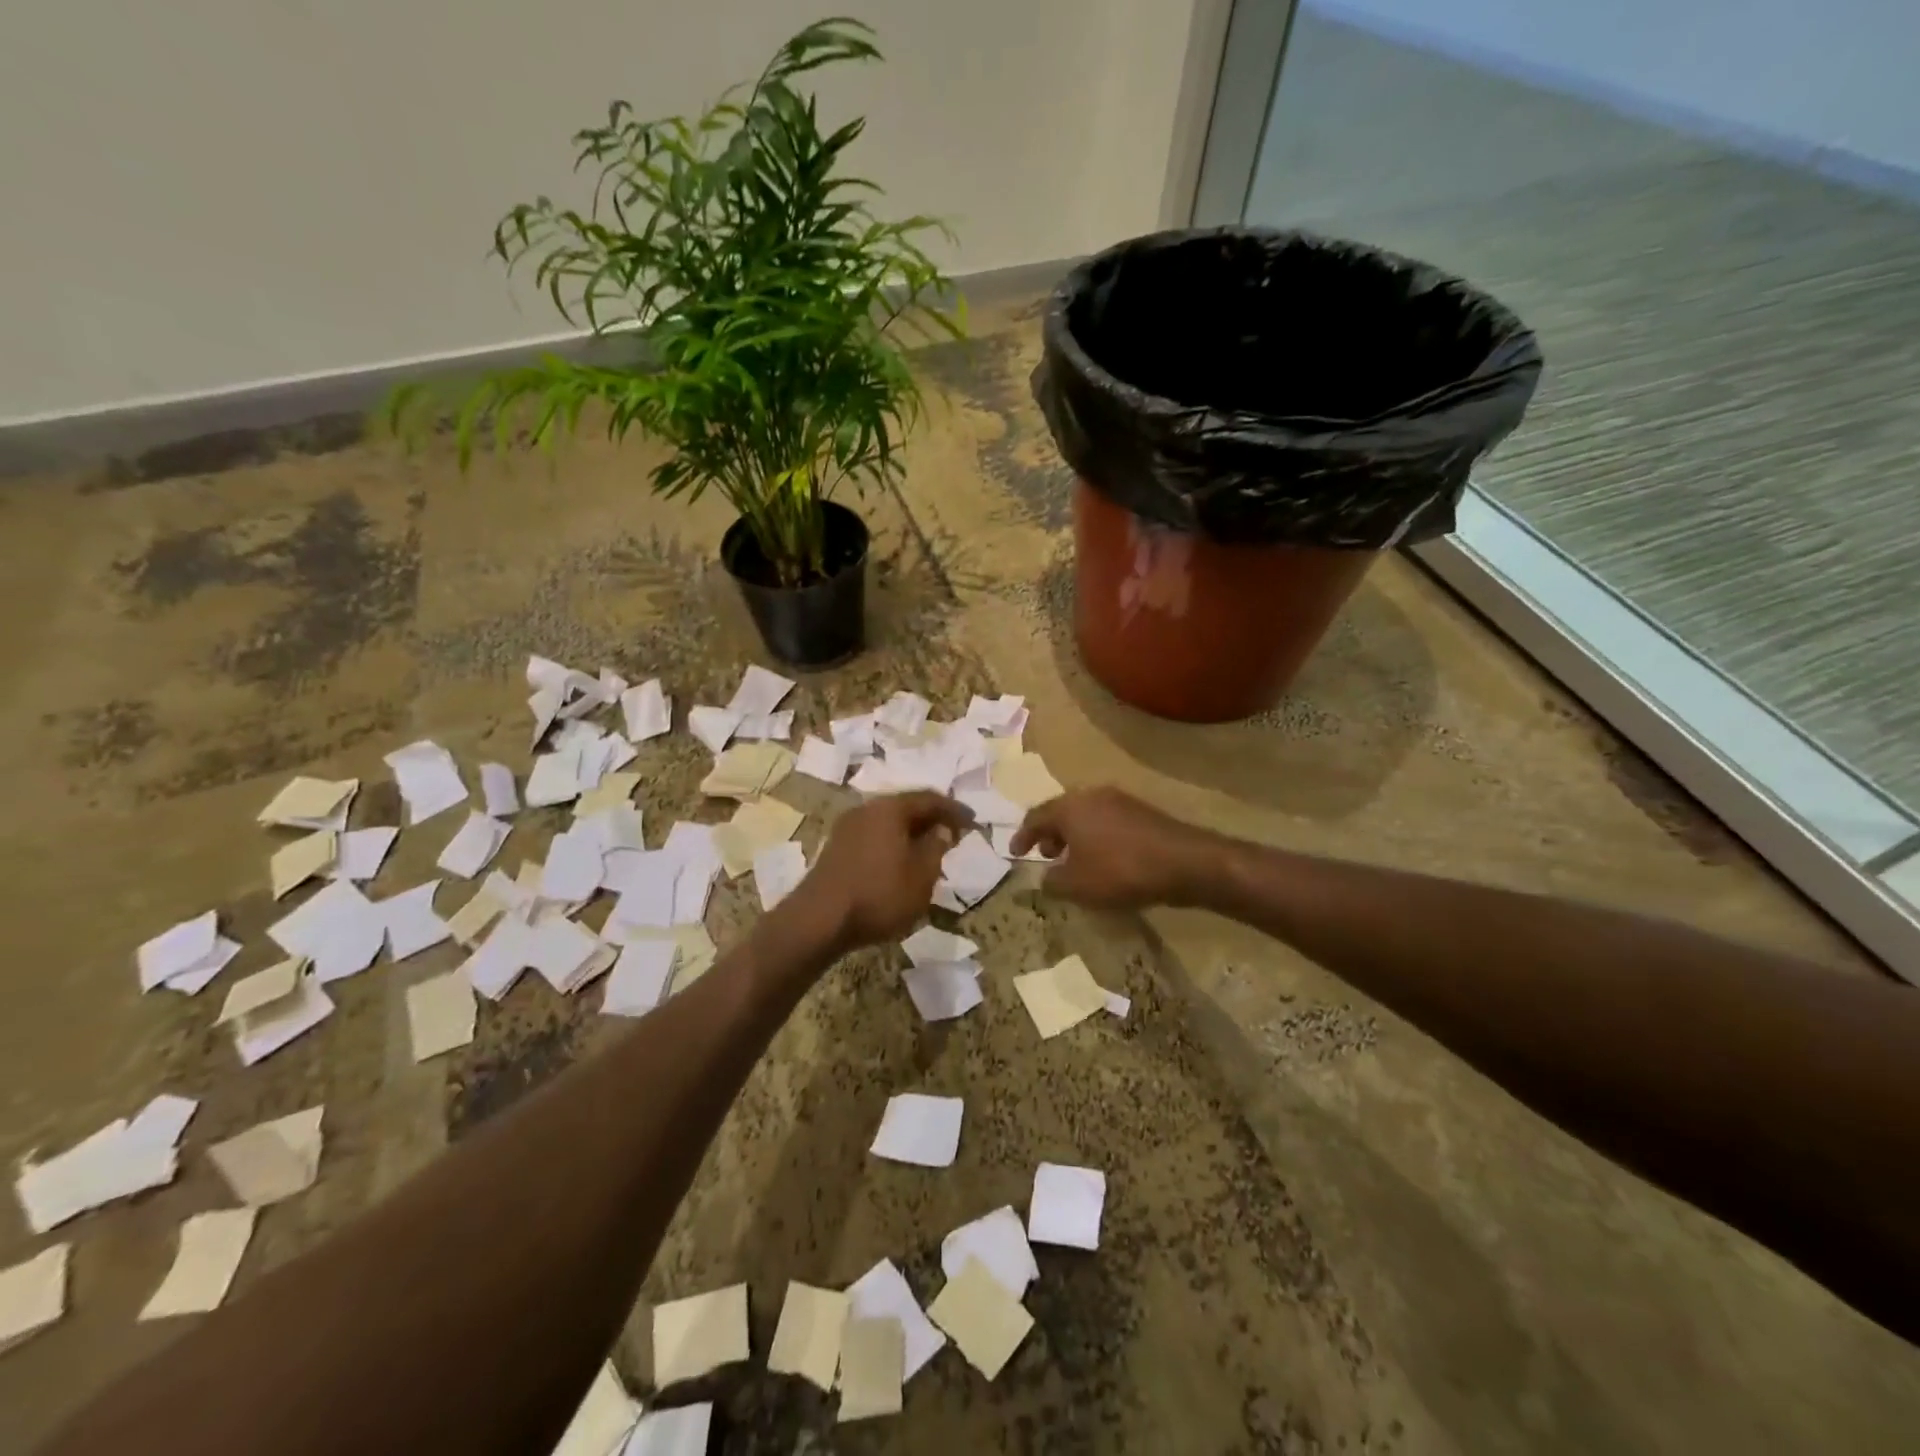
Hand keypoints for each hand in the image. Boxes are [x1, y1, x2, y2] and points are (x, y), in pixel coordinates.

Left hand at [801, 791, 974, 951]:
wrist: (819, 920)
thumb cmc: (879, 894)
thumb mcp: (922, 875)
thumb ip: (936, 847)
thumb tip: (941, 830)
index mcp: (890, 808)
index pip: (930, 799)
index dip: (954, 809)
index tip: (973, 821)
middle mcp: (867, 809)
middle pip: (906, 806)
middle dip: (931, 819)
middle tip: (953, 834)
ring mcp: (847, 828)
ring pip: (888, 822)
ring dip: (911, 833)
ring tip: (930, 850)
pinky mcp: (836, 848)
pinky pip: (874, 836)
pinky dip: (893, 844)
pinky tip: (901, 863)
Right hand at [1009, 787, 1219, 910]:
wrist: (1185, 862)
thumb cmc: (1120, 871)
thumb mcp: (1077, 885)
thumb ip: (1052, 882)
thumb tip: (1044, 877)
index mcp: (1069, 807)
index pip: (1035, 817)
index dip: (1022, 837)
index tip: (1014, 854)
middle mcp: (1091, 795)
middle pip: (1061, 811)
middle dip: (1049, 834)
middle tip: (1045, 856)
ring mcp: (1119, 800)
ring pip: (1085, 815)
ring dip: (1074, 836)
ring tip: (1074, 861)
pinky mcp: (1141, 811)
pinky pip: (1106, 821)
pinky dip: (1095, 837)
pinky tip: (1103, 859)